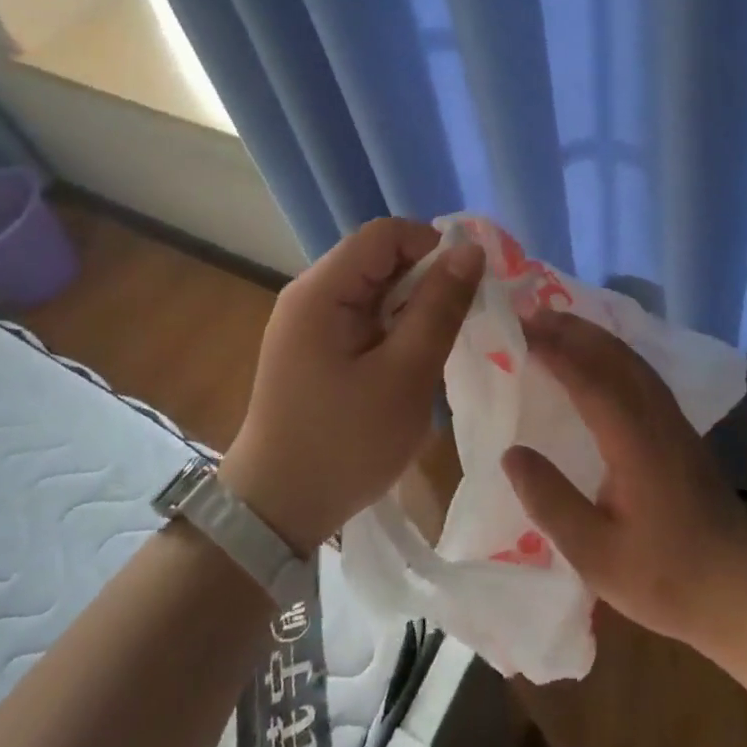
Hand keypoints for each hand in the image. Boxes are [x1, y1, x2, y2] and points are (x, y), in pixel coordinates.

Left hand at [220, 220, 483, 555]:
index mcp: (321, 291)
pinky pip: (366, 317)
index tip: (466, 287)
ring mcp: (310, 322)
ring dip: (414, 309)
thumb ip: (439, 308)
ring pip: (377, 289)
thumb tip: (471, 250)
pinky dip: (396, 330)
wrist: (276, 513)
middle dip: (426, 280)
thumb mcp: (405, 376)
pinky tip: (413, 364)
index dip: (431, 246)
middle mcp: (311, 294)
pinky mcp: (317, 348)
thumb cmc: (343, 444)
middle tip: (461, 322)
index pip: (385, 234)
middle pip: (380, 259)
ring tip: (439, 347)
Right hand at [501, 308, 746, 646]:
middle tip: (531, 315)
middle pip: (613, 356)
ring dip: (594, 337)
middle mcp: (656, 417)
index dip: (553, 351)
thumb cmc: (666, 577)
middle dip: (572, 330)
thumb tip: (511, 452)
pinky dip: (613, 352)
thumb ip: (551, 502)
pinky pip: (642, 372)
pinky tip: (600, 360)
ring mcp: (674, 420)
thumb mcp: (596, 555)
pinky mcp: (682, 430)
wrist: (742, 591)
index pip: (588, 379)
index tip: (519, 331)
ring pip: (631, 360)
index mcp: (634, 441)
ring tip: (558, 326)